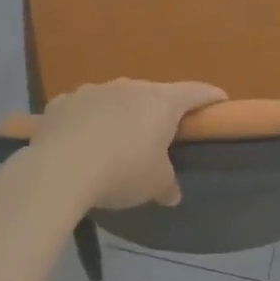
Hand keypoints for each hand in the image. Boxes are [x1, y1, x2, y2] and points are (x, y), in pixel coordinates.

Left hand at [27, 78, 227, 210]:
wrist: (60, 170)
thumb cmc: (123, 172)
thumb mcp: (155, 185)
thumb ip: (168, 185)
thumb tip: (172, 193)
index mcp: (161, 102)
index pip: (195, 92)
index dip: (210, 98)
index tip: (220, 101)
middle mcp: (129, 87)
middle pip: (153, 94)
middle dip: (159, 111)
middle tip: (161, 133)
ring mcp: (93, 90)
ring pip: (115, 98)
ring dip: (120, 114)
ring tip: (116, 140)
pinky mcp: (62, 102)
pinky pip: (82, 109)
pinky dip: (87, 121)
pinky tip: (81, 141)